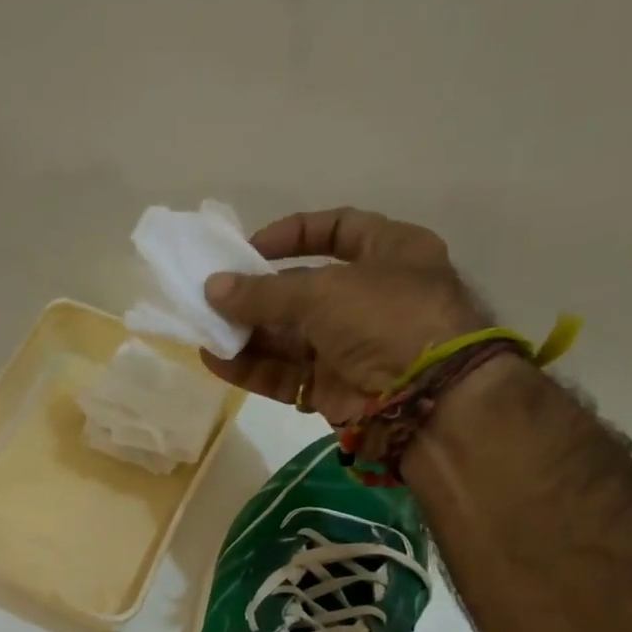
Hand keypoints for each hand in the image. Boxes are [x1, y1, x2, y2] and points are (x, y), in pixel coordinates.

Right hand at [201, 208, 487, 424]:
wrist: (426, 401)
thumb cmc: (385, 319)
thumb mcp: (322, 292)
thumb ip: (263, 293)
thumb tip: (212, 288)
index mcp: (391, 253)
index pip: (338, 230)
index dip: (293, 234)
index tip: (249, 248)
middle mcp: (371, 298)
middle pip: (304, 290)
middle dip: (257, 294)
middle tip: (214, 295)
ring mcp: (352, 347)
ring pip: (290, 337)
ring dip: (248, 333)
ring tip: (205, 330)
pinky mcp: (333, 389)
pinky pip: (286, 374)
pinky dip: (253, 368)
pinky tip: (216, 361)